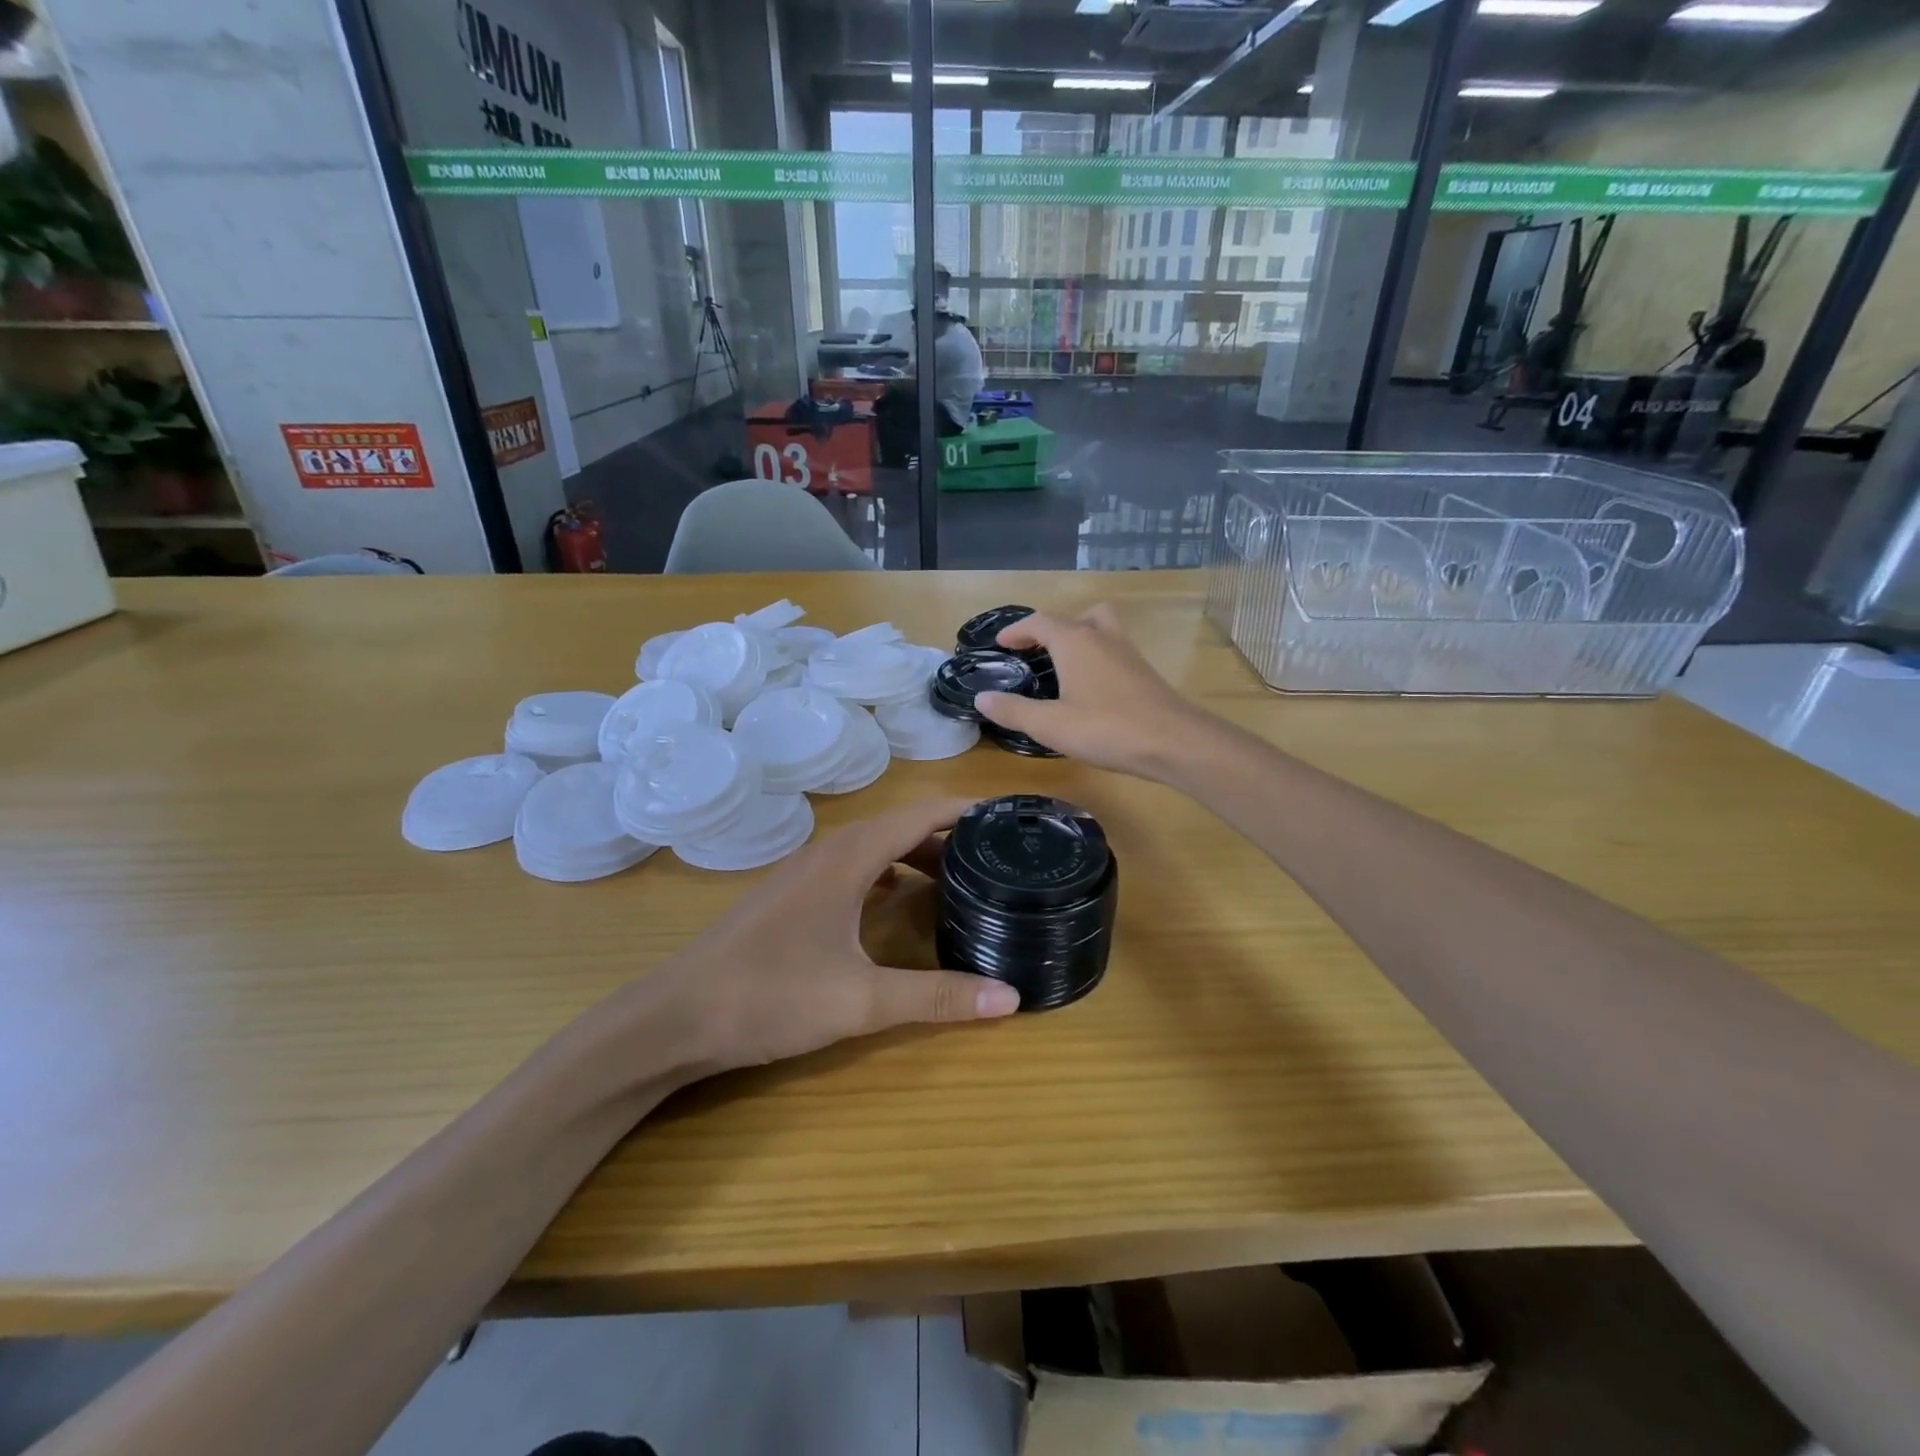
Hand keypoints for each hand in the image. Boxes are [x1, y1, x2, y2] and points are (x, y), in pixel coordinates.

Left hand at [648, 798, 1018, 1075]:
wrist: (675, 1017)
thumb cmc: (769, 996)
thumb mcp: (861, 1000)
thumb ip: (937, 997)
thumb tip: (1011, 998)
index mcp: (849, 858)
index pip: (919, 814)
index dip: (965, 809)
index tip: (1008, 815)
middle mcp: (828, 852)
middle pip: (900, 826)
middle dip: (949, 833)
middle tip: (996, 853)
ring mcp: (805, 873)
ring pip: (874, 847)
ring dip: (916, 853)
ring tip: (959, 876)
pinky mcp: (792, 896)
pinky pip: (854, 868)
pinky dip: (888, 873)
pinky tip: (900, 900)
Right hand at [975, 604, 1208, 779]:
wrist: (1174, 742)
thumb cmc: (1106, 728)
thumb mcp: (1050, 725)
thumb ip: (1014, 710)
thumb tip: (981, 698)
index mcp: (1075, 641)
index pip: (1040, 622)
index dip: (1017, 630)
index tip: (1000, 643)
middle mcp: (1103, 637)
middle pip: (1076, 616)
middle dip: (1052, 629)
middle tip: (1036, 651)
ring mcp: (1128, 653)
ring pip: (1102, 629)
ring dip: (1080, 639)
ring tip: (1063, 667)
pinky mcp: (1144, 673)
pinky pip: (1114, 652)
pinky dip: (1097, 659)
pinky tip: (1091, 691)